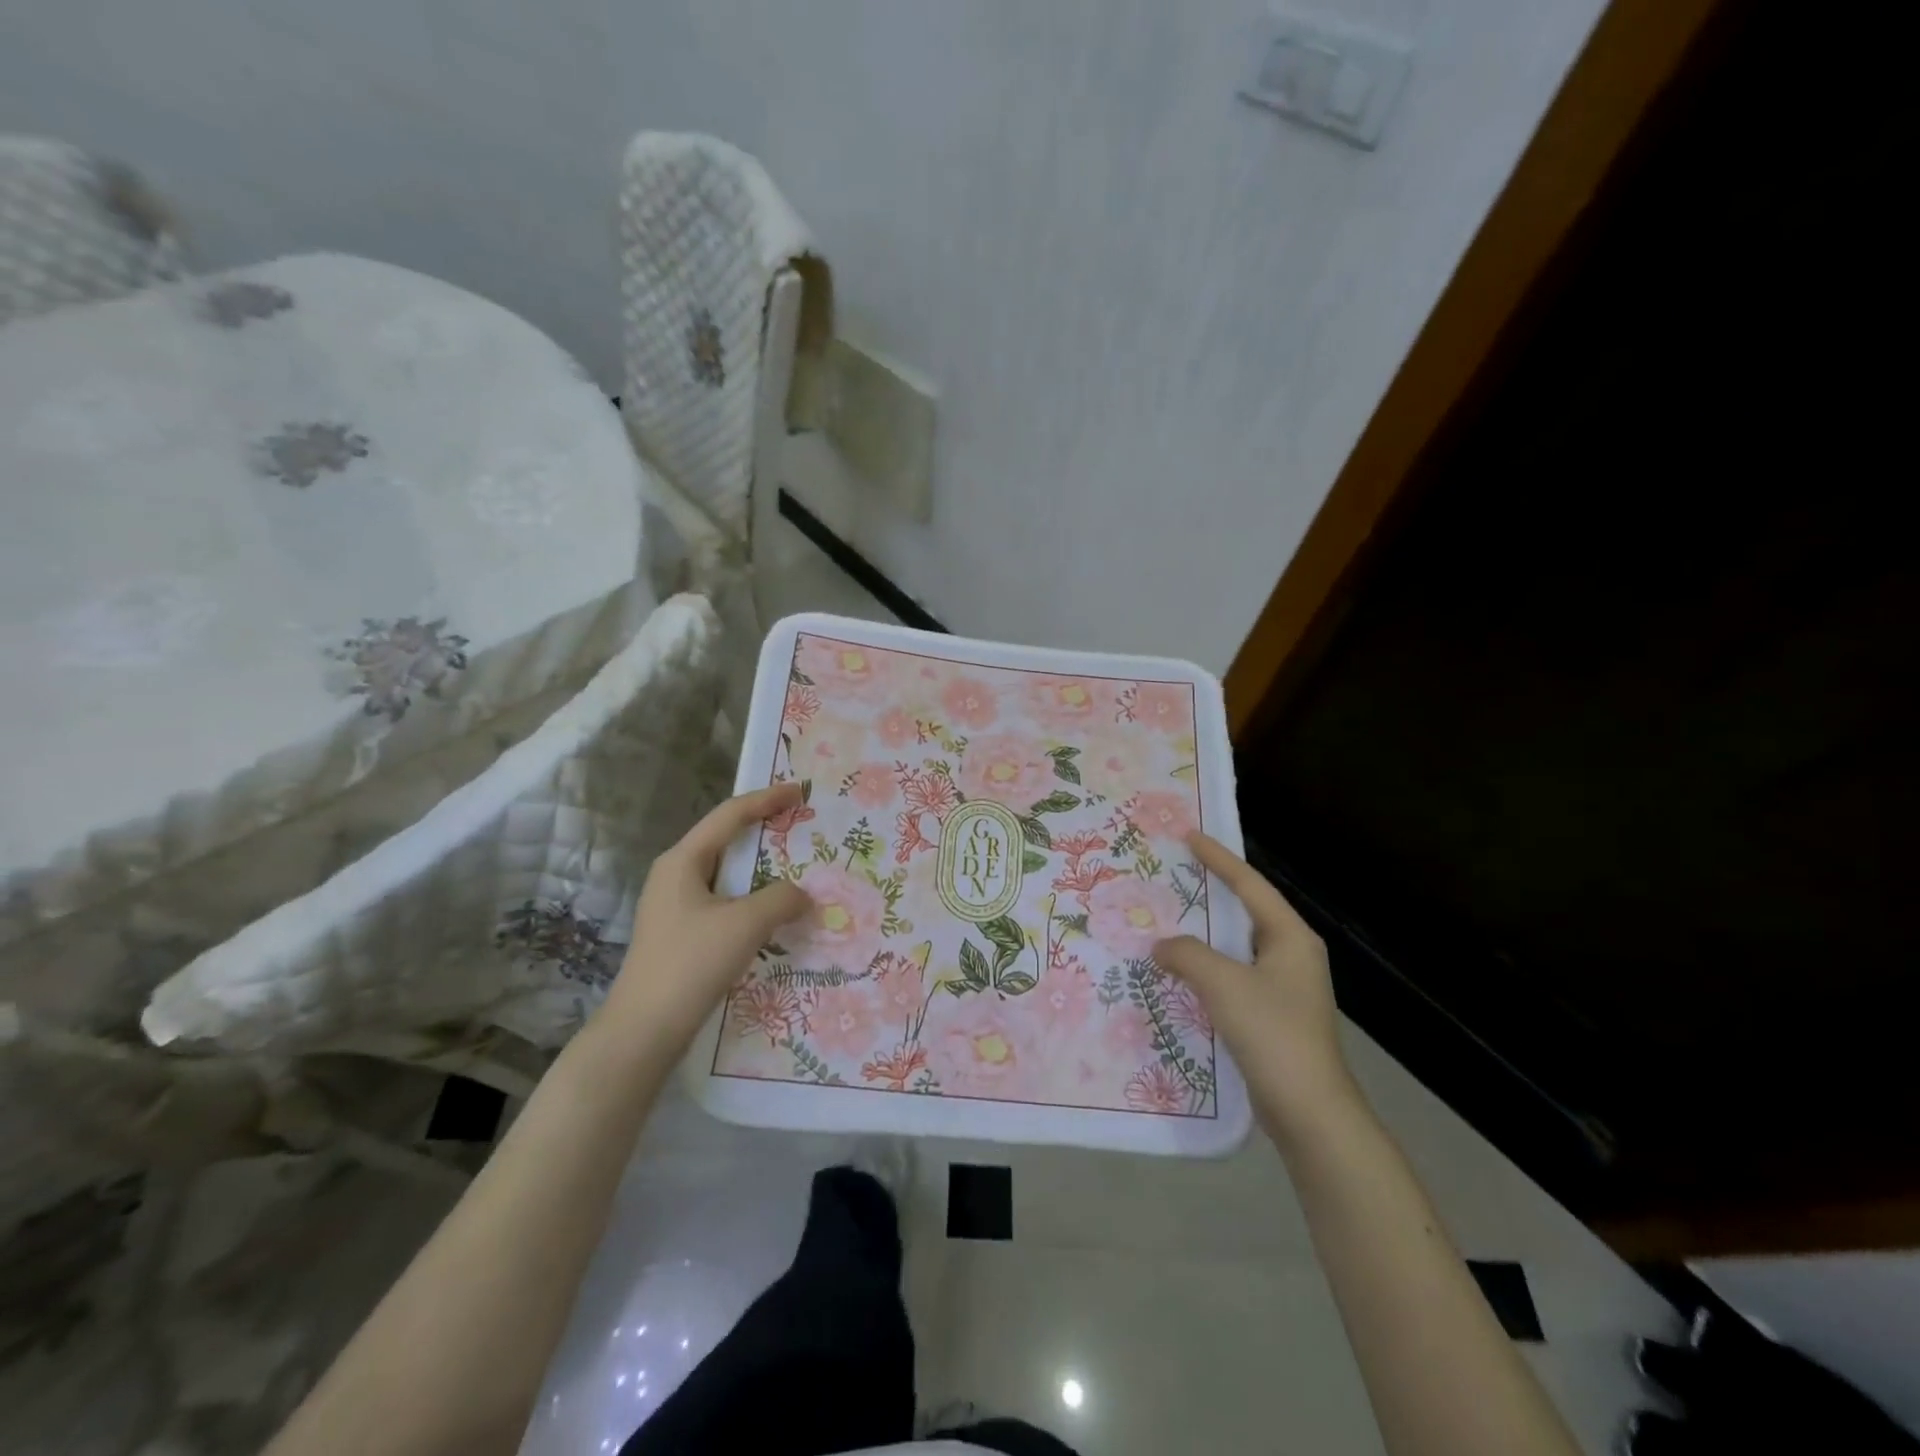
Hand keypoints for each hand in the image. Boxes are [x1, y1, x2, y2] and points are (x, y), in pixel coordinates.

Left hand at [602, 784, 809, 1051]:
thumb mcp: (746, 924)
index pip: (729, 815)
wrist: (644, 1030)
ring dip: (761, 869)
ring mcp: (675, 906)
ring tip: (797, 868)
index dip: (766, 799)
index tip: (799, 791)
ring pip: (726, 874)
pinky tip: (774, 913)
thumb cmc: (691, 963)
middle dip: (764, 831)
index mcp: (683, 860)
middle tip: (801, 826)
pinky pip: (724, 901)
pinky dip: (752, 898)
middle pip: (726, 840)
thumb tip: (802, 893)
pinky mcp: (681, 934)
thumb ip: (782, 898)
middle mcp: (675, 875)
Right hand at [1153, 832, 1358, 1144]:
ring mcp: (1286, 988)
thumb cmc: (1271, 1033)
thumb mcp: (1222, 983)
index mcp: (1290, 937)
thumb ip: (1186, 954)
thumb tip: (1162, 946)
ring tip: (1168, 921)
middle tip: (1175, 874)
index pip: (1250, 885)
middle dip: (1211, 894)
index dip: (1219, 859)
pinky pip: (1234, 977)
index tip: (1191, 835)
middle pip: (1246, 912)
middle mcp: (1292, 955)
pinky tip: (1180, 974)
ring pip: (1237, 948)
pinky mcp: (1274, 1016)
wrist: (1310, 1112)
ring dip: (1205, 936)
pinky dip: (1207, 969)